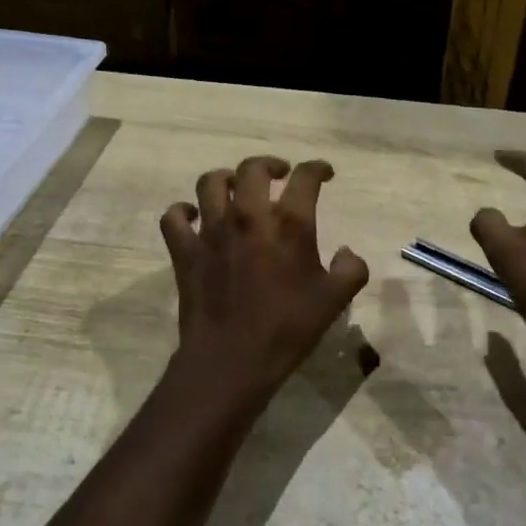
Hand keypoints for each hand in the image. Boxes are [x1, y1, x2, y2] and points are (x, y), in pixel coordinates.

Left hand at [160, 155, 369, 401]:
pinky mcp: (184, 251)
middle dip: (269, 165)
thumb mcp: (334, 302)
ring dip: (226, 179)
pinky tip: (193, 216)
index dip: (317, 168)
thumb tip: (347, 252)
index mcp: (289, 224)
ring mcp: (211, 231)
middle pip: (253, 168)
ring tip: (237, 189)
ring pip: (211, 182)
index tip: (323, 173)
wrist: (231, 360)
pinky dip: (182, 211)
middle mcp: (248, 217)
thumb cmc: (287, 329)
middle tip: (278, 175)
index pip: (305, 178)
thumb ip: (351, 270)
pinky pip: (174, 217)